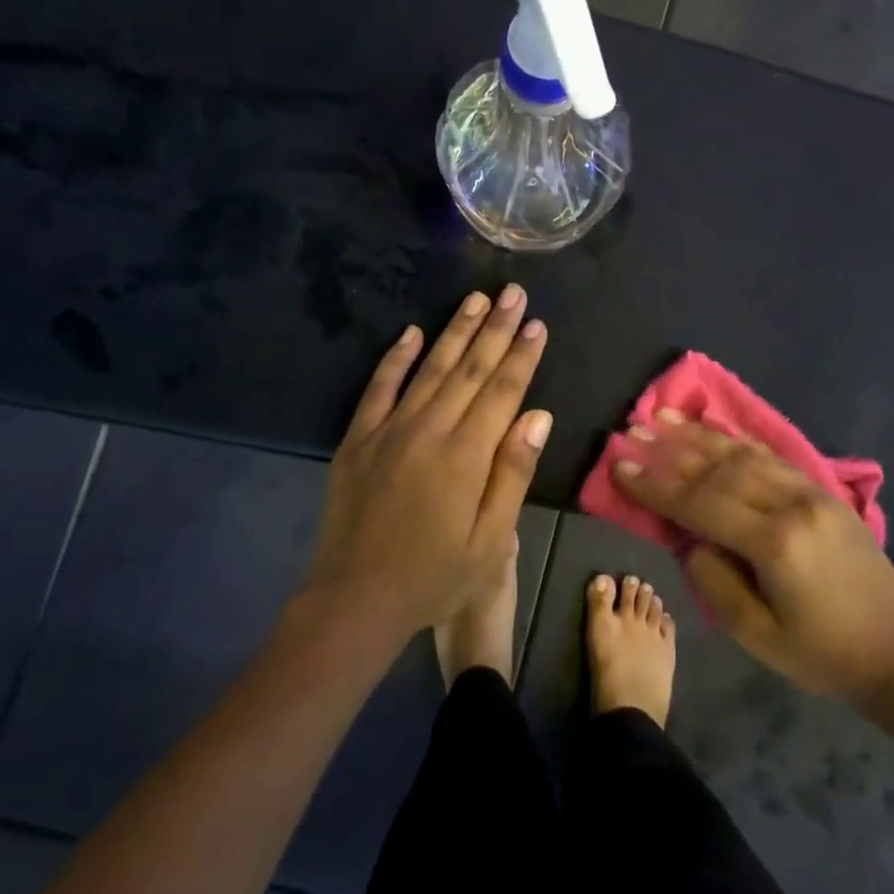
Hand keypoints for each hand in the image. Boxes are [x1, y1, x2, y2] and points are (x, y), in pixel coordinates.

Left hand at [305, 286, 550, 641]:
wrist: (354, 601)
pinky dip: (395, 358)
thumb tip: (539, 416)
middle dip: (495, 329)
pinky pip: (379, 388)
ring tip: (476, 300)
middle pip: (468, 369)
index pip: (502, 391)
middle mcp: (429, 430)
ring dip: (454, 331)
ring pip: (429, 368)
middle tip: (513, 292)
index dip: (522, 356)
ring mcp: (389, 430)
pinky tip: (411, 333)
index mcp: (466, 456)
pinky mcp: (359, 439)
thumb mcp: (490, 541)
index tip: (536, 323)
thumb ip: (513, 474)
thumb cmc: (434, 577)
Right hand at [614, 417, 893, 704]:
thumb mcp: (756, 634)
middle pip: (719, 468)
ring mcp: (811, 490)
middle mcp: (792, 503)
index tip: (619, 465)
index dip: (655, 485)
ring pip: (744, 452)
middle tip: (631, 431)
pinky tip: (712, 427)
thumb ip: (713, 579)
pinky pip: (770, 454)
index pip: (700, 503)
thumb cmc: (822, 653)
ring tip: (660, 417)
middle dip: (670, 450)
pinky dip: (735, 438)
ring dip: (698, 434)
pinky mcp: (823, 489)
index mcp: (775, 542)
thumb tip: (689, 538)